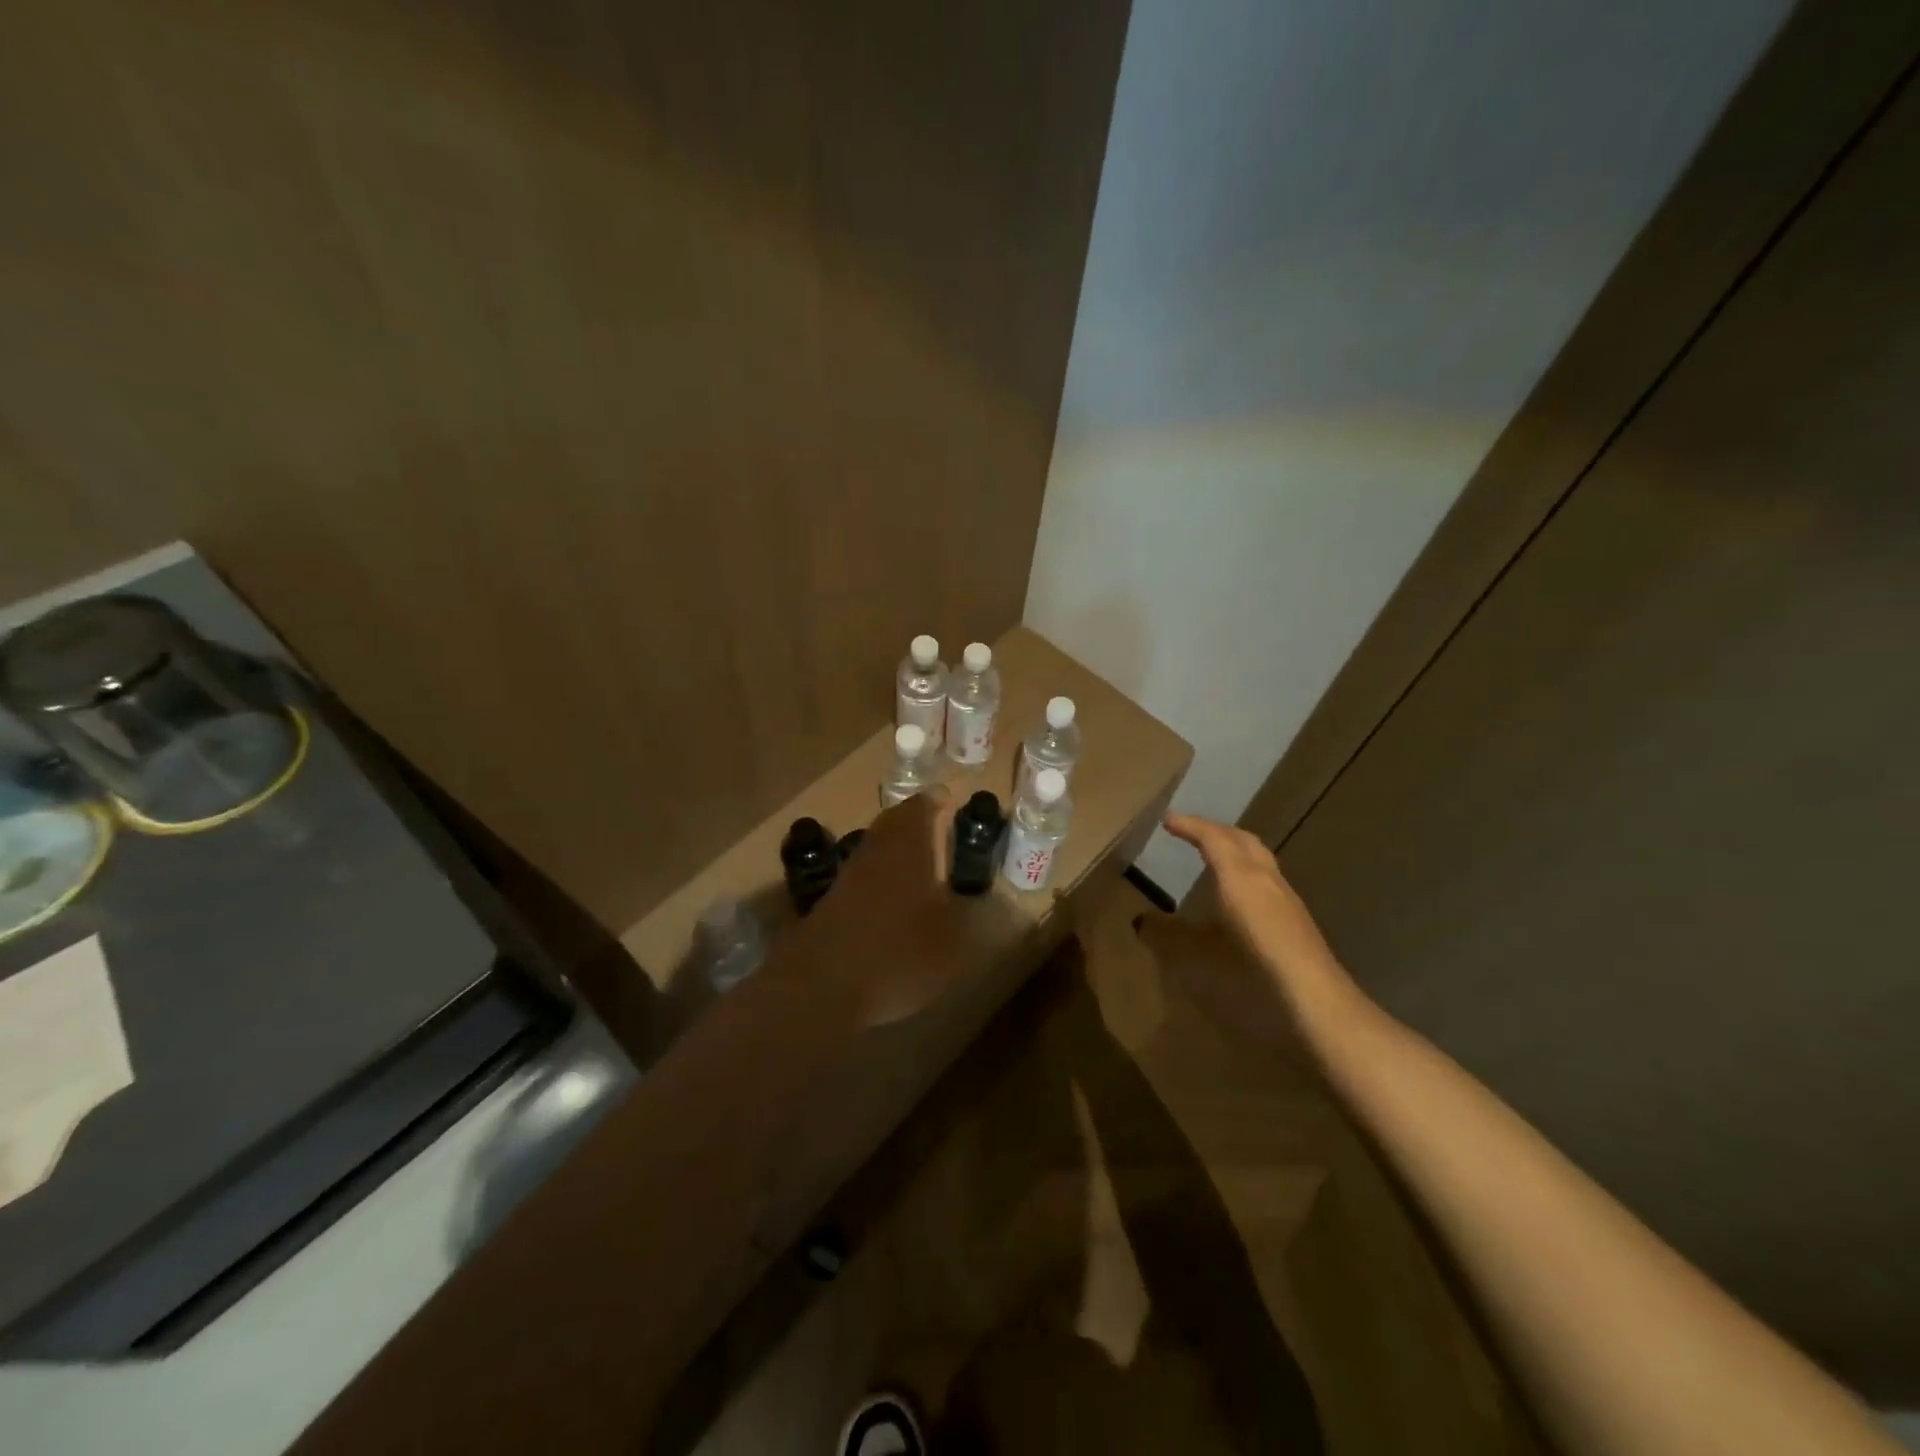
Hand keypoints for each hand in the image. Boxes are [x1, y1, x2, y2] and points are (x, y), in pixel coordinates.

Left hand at [795, 787, 1013, 1026]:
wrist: (819, 989)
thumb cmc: (896, 954)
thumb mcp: (953, 942)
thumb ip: (974, 918)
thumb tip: (995, 905)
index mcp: (906, 846)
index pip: (922, 807)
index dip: (937, 802)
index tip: (949, 800)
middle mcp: (874, 851)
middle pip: (892, 824)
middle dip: (914, 822)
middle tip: (936, 828)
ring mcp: (846, 878)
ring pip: (874, 850)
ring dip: (894, 850)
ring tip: (919, 866)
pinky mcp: (828, 905)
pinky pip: (860, 879)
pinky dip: (878, 881)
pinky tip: (890, 904)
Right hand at [1160, 812, 1342, 993]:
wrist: (1318, 1008)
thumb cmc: (1251, 974)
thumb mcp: (1195, 957)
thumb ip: (1165, 936)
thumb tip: (1140, 920)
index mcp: (1239, 877)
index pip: (1213, 838)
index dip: (1189, 826)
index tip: (1167, 820)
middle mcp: (1265, 879)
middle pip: (1242, 840)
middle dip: (1216, 830)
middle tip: (1191, 830)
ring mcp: (1287, 901)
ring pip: (1260, 859)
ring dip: (1235, 850)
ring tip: (1214, 857)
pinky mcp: (1299, 923)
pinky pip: (1268, 880)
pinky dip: (1247, 873)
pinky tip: (1240, 898)